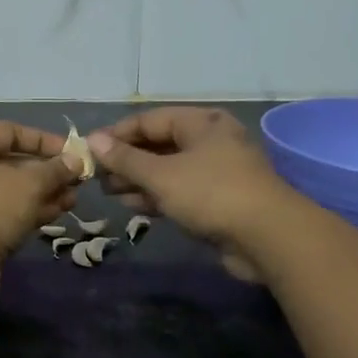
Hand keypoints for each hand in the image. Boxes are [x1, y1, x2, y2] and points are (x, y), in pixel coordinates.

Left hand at [0, 121, 81, 297]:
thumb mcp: (29, 184)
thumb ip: (54, 170)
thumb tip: (76, 161)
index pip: (8, 131)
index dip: (43, 139)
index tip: (72, 152)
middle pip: (9, 162)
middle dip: (46, 171)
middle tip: (76, 180)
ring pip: (8, 190)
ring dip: (41, 193)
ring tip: (73, 200)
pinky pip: (2, 211)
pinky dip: (27, 211)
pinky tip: (57, 214)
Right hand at [89, 108, 290, 280]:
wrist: (268, 237)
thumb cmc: (211, 193)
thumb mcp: (161, 174)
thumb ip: (125, 158)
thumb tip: (92, 140)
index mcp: (201, 123)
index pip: (149, 120)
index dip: (116, 134)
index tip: (89, 151)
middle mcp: (210, 140)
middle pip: (158, 144)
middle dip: (126, 160)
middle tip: (96, 176)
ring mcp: (216, 171)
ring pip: (168, 169)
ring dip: (137, 180)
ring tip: (108, 192)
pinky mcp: (219, 199)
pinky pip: (179, 190)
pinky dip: (156, 195)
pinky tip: (132, 206)